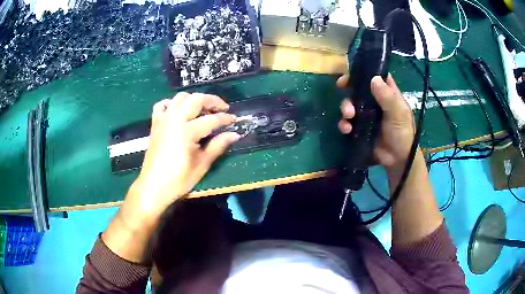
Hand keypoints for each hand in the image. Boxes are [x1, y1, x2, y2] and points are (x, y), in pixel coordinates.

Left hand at [131, 92, 240, 217]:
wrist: (153, 186)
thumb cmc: (179, 179)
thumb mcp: (202, 164)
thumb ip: (218, 145)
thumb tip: (235, 134)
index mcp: (187, 131)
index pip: (211, 119)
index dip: (225, 118)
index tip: (235, 120)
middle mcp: (174, 119)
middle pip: (196, 99)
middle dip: (212, 101)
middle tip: (223, 109)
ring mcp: (163, 119)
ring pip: (180, 97)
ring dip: (194, 99)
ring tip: (203, 109)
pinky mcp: (155, 123)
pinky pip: (163, 105)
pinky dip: (172, 103)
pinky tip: (179, 111)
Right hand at [337, 74, 414, 171]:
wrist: (397, 160)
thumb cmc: (402, 133)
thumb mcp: (398, 114)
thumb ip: (388, 97)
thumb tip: (374, 79)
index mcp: (387, 94)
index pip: (376, 76)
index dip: (364, 72)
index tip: (351, 73)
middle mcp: (375, 101)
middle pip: (358, 89)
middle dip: (349, 90)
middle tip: (342, 89)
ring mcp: (366, 115)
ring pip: (350, 104)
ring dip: (345, 108)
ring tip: (348, 116)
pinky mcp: (359, 128)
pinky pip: (348, 122)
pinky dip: (344, 124)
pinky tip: (347, 130)